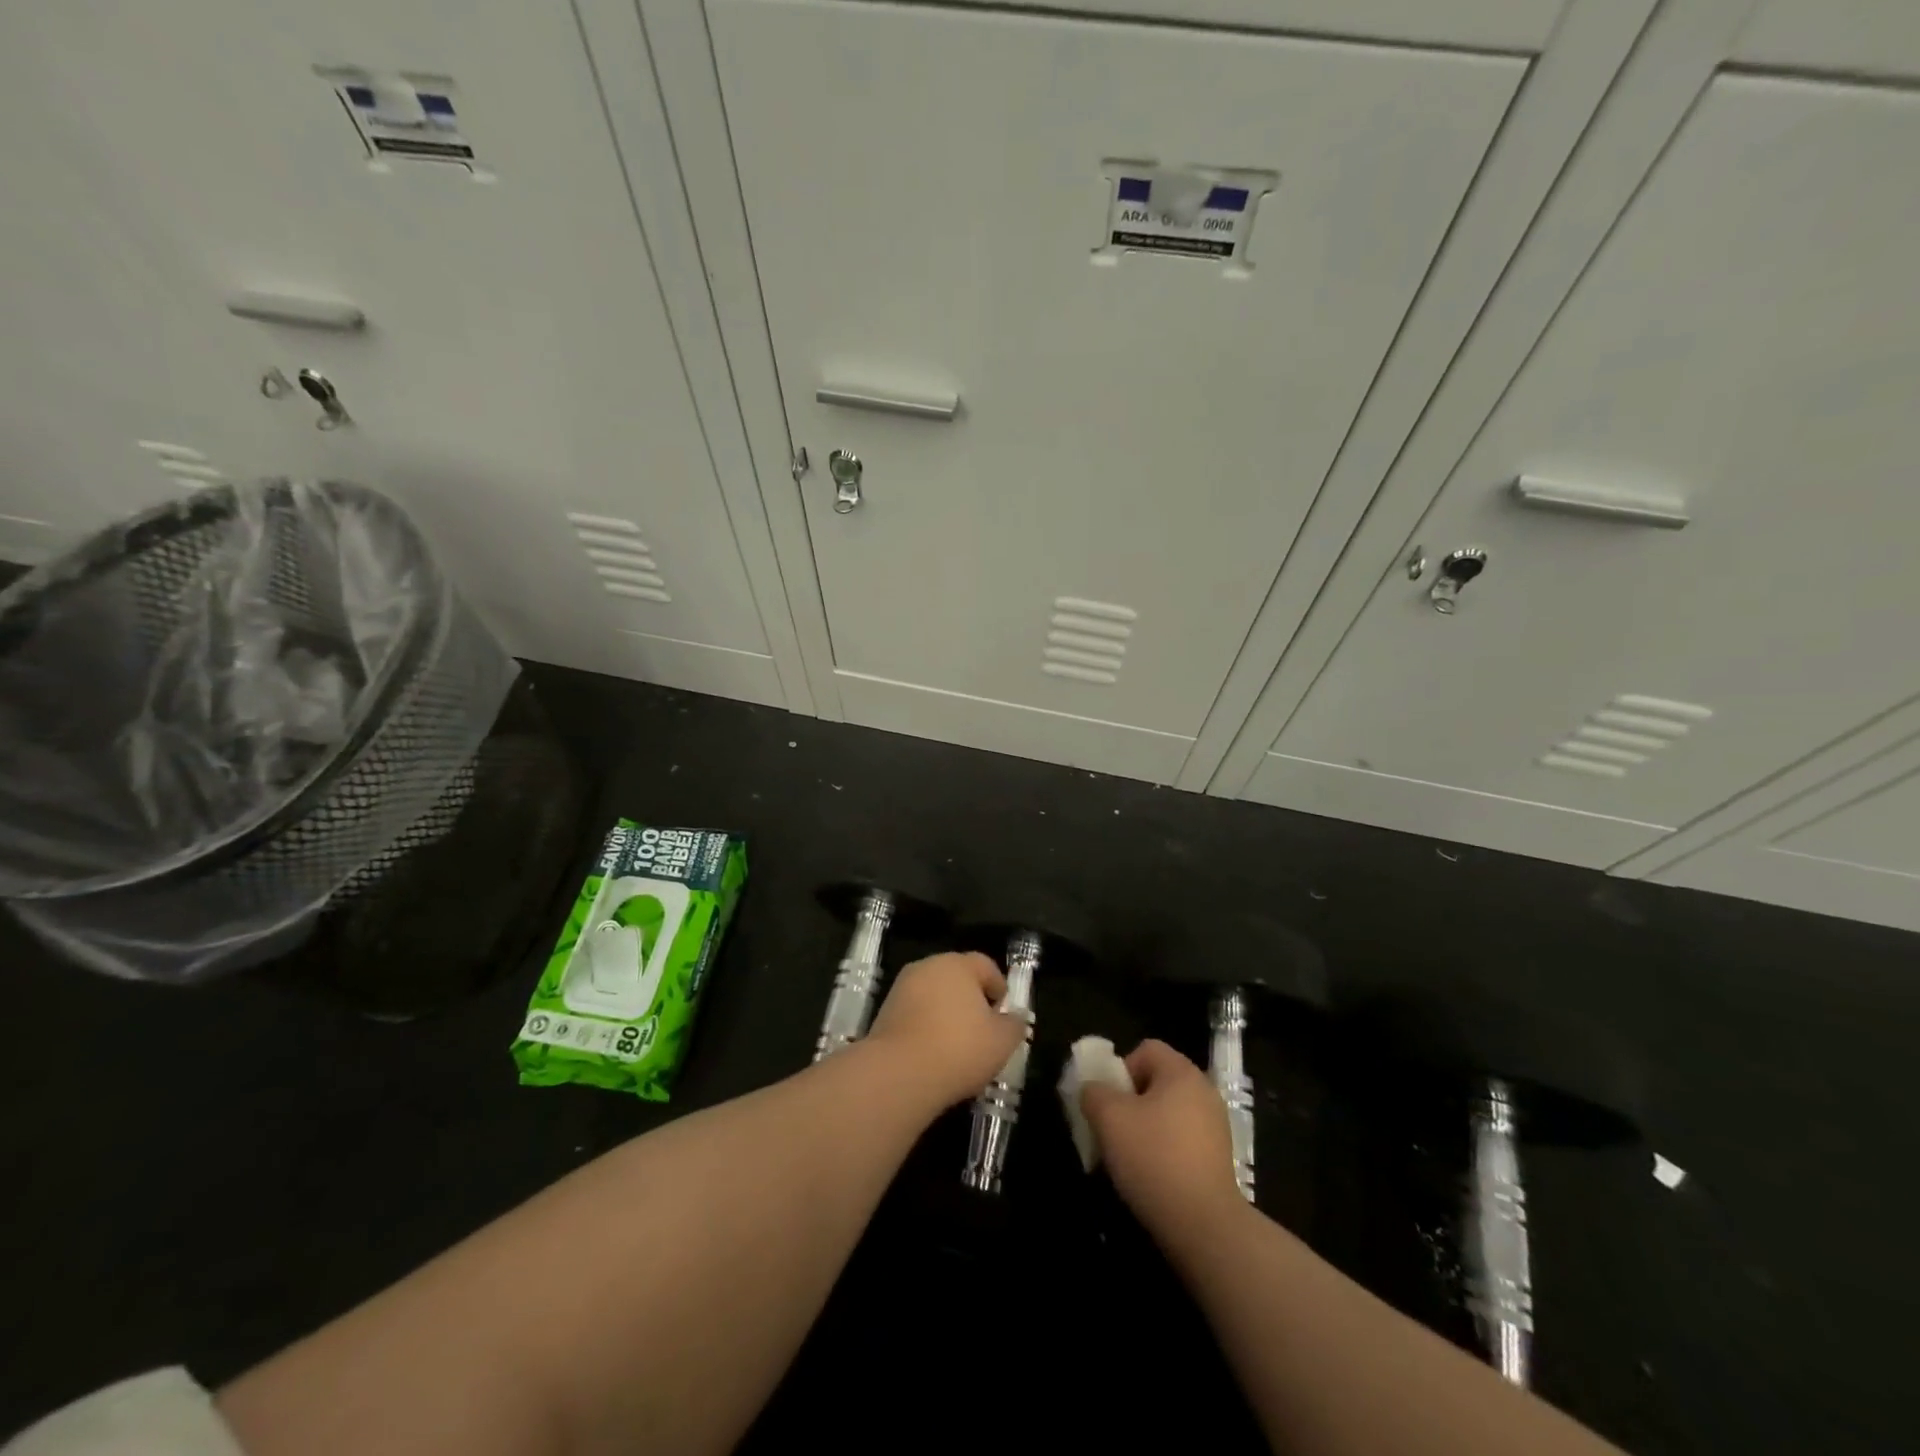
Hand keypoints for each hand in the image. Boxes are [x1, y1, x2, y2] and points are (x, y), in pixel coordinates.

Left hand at [864, 952, 1025, 1111]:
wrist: (899, 1073)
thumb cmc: (959, 1048)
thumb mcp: (1002, 1041)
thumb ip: (1014, 1024)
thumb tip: (1014, 1017)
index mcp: (958, 964)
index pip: (985, 965)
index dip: (998, 986)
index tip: (1004, 1011)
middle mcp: (928, 967)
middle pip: (956, 977)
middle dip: (971, 998)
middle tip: (983, 1028)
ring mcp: (902, 988)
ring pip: (933, 995)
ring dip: (946, 1012)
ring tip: (957, 1044)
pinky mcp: (884, 1012)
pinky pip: (915, 1013)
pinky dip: (925, 1026)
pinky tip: (933, 1052)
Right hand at [1081, 1040, 1247, 1239]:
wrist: (1204, 1226)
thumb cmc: (1154, 1158)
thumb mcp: (1109, 1118)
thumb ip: (1094, 1093)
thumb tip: (1093, 1091)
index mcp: (1182, 1073)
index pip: (1145, 1050)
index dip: (1121, 1070)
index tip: (1111, 1103)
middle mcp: (1204, 1092)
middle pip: (1156, 1081)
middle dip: (1130, 1102)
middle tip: (1114, 1130)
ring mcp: (1216, 1126)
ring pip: (1168, 1113)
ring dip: (1145, 1127)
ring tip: (1129, 1157)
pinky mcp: (1219, 1158)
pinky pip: (1182, 1139)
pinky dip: (1164, 1149)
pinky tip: (1152, 1176)